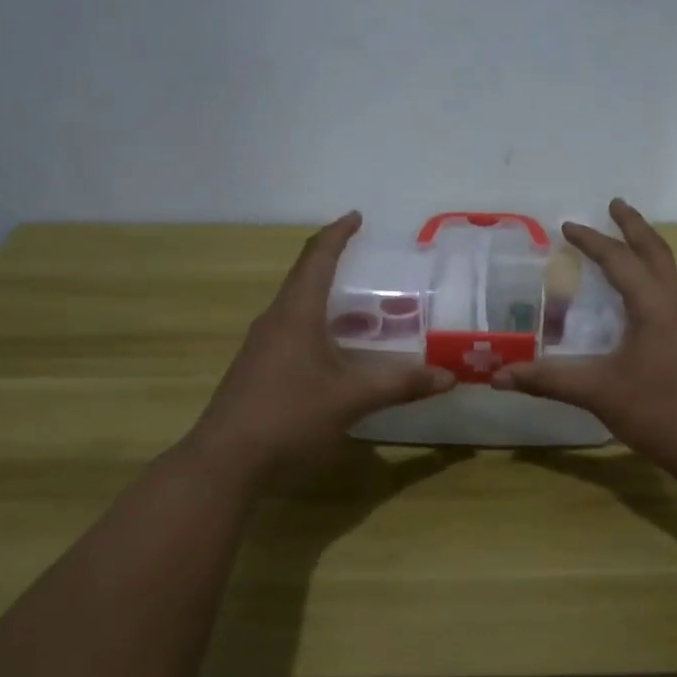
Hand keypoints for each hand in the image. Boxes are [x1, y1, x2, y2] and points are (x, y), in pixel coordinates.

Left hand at [185, 212, 453, 483]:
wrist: (227, 460)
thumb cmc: (289, 415)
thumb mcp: (351, 398)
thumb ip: (400, 384)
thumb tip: (448, 376)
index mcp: (296, 313)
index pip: (317, 258)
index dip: (338, 234)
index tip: (357, 217)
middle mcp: (276, 321)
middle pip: (306, 279)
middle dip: (337, 267)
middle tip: (372, 268)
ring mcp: (263, 346)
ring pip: (300, 310)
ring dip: (330, 303)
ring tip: (366, 311)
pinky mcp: (259, 370)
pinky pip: (294, 334)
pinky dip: (321, 330)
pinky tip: (340, 353)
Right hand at [491, 199, 676, 480]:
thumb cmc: (658, 412)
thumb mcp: (597, 393)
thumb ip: (547, 380)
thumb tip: (497, 376)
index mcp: (654, 305)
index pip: (619, 260)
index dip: (591, 241)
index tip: (567, 226)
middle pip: (656, 251)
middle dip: (633, 225)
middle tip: (614, 204)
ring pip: (669, 271)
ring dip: (646, 250)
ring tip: (625, 243)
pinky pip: (672, 292)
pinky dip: (652, 278)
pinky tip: (638, 298)